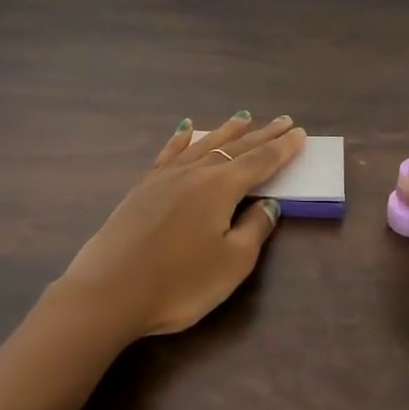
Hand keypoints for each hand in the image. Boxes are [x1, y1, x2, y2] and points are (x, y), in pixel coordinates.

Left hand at [49, 112, 307, 341]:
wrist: (108, 292)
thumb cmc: (179, 283)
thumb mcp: (231, 263)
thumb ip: (255, 230)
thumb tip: (269, 204)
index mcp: (221, 187)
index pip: (260, 162)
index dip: (282, 149)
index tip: (300, 133)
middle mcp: (195, 172)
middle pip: (235, 148)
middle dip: (262, 135)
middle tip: (283, 120)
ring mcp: (164, 177)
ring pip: (203, 145)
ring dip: (226, 131)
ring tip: (243, 117)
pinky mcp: (142, 188)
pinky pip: (169, 153)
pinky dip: (181, 139)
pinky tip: (185, 128)